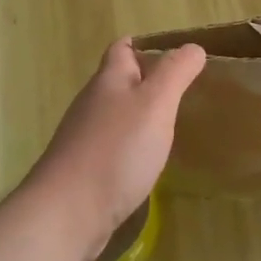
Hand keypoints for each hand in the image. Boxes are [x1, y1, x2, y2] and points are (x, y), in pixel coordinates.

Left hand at [27, 39, 206, 260]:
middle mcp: (93, 105)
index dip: (145, 45)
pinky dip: (132, 147)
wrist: (66, 215)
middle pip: (119, 83)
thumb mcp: (156, 103)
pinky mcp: (85, 172)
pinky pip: (113, 148)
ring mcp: (85, 140)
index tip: (174, 53)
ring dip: (141, 116)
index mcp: (109, 82)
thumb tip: (193, 47)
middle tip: (183, 90)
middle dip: (147, 81)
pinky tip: (149, 161)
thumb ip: (176, 72)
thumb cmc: (116, 150)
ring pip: (116, 116)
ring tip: (172, 124)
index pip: (122, 49)